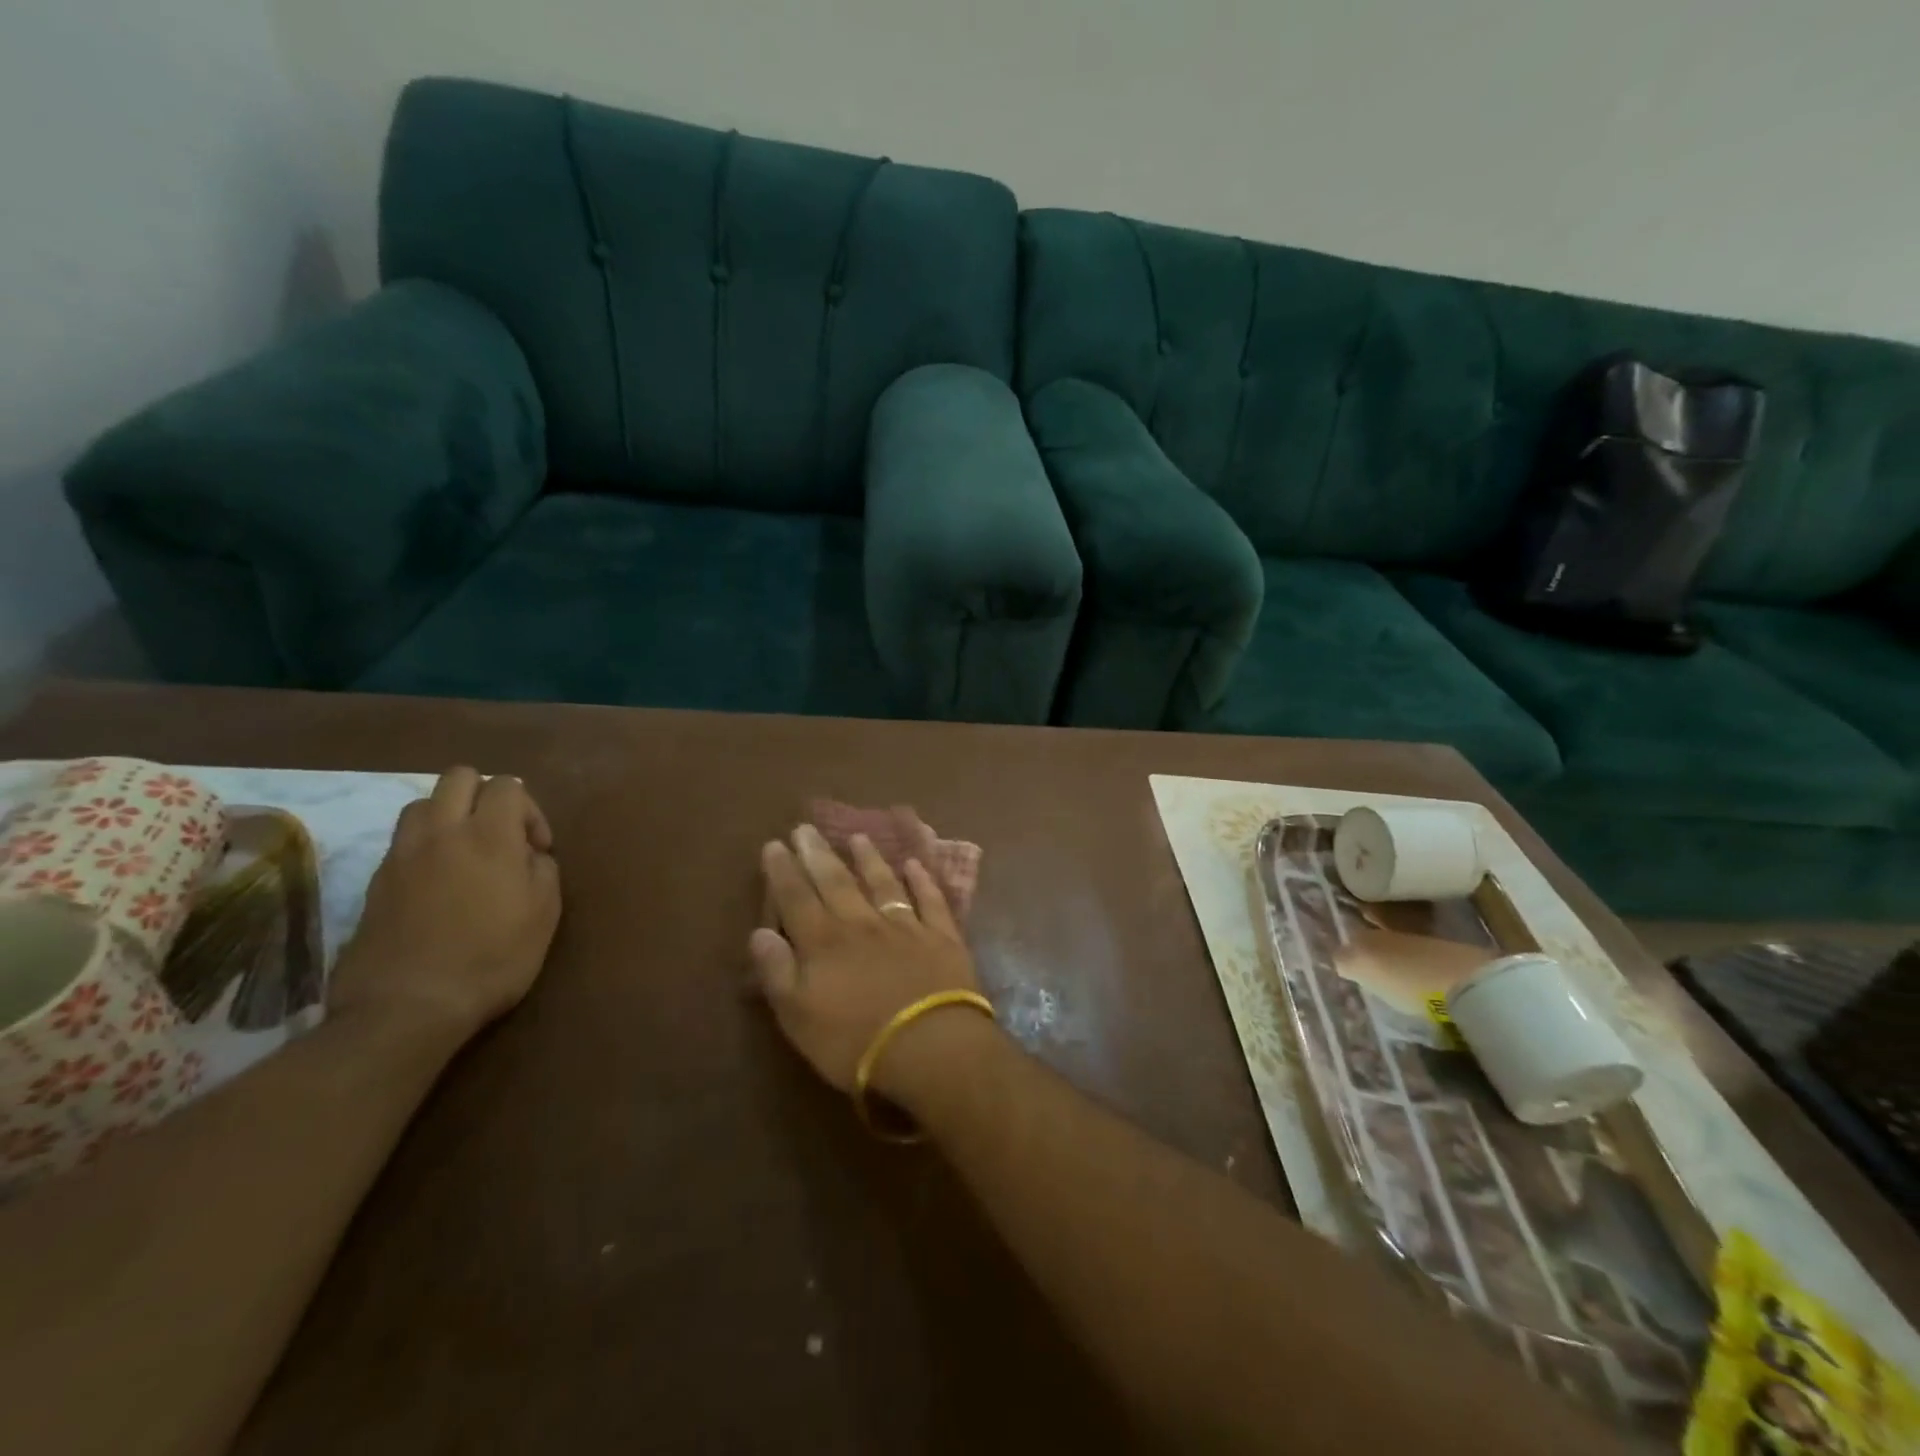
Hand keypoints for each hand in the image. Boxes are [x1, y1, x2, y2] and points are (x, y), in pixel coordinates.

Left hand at [331, 767, 561, 1044]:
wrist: (407, 1006)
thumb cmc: (492, 958)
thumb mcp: (544, 914)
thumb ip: (542, 869)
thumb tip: (530, 854)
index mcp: (489, 836)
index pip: (508, 786)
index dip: (530, 810)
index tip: (538, 849)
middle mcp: (442, 832)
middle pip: (459, 777)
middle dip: (486, 794)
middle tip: (501, 833)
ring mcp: (402, 855)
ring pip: (423, 803)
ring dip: (449, 814)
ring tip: (466, 851)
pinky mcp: (376, 880)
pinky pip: (403, 840)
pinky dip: (425, 845)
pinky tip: (438, 881)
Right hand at [750, 824, 986, 1096]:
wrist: (930, 1048)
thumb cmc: (854, 1042)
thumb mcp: (798, 1017)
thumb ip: (777, 972)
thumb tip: (759, 933)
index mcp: (824, 943)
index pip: (796, 899)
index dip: (783, 871)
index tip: (775, 844)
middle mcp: (862, 924)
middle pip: (836, 882)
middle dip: (818, 854)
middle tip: (806, 828)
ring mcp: (906, 926)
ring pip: (883, 883)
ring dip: (869, 859)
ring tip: (858, 837)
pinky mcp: (942, 937)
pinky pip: (930, 900)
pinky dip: (922, 880)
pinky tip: (916, 864)